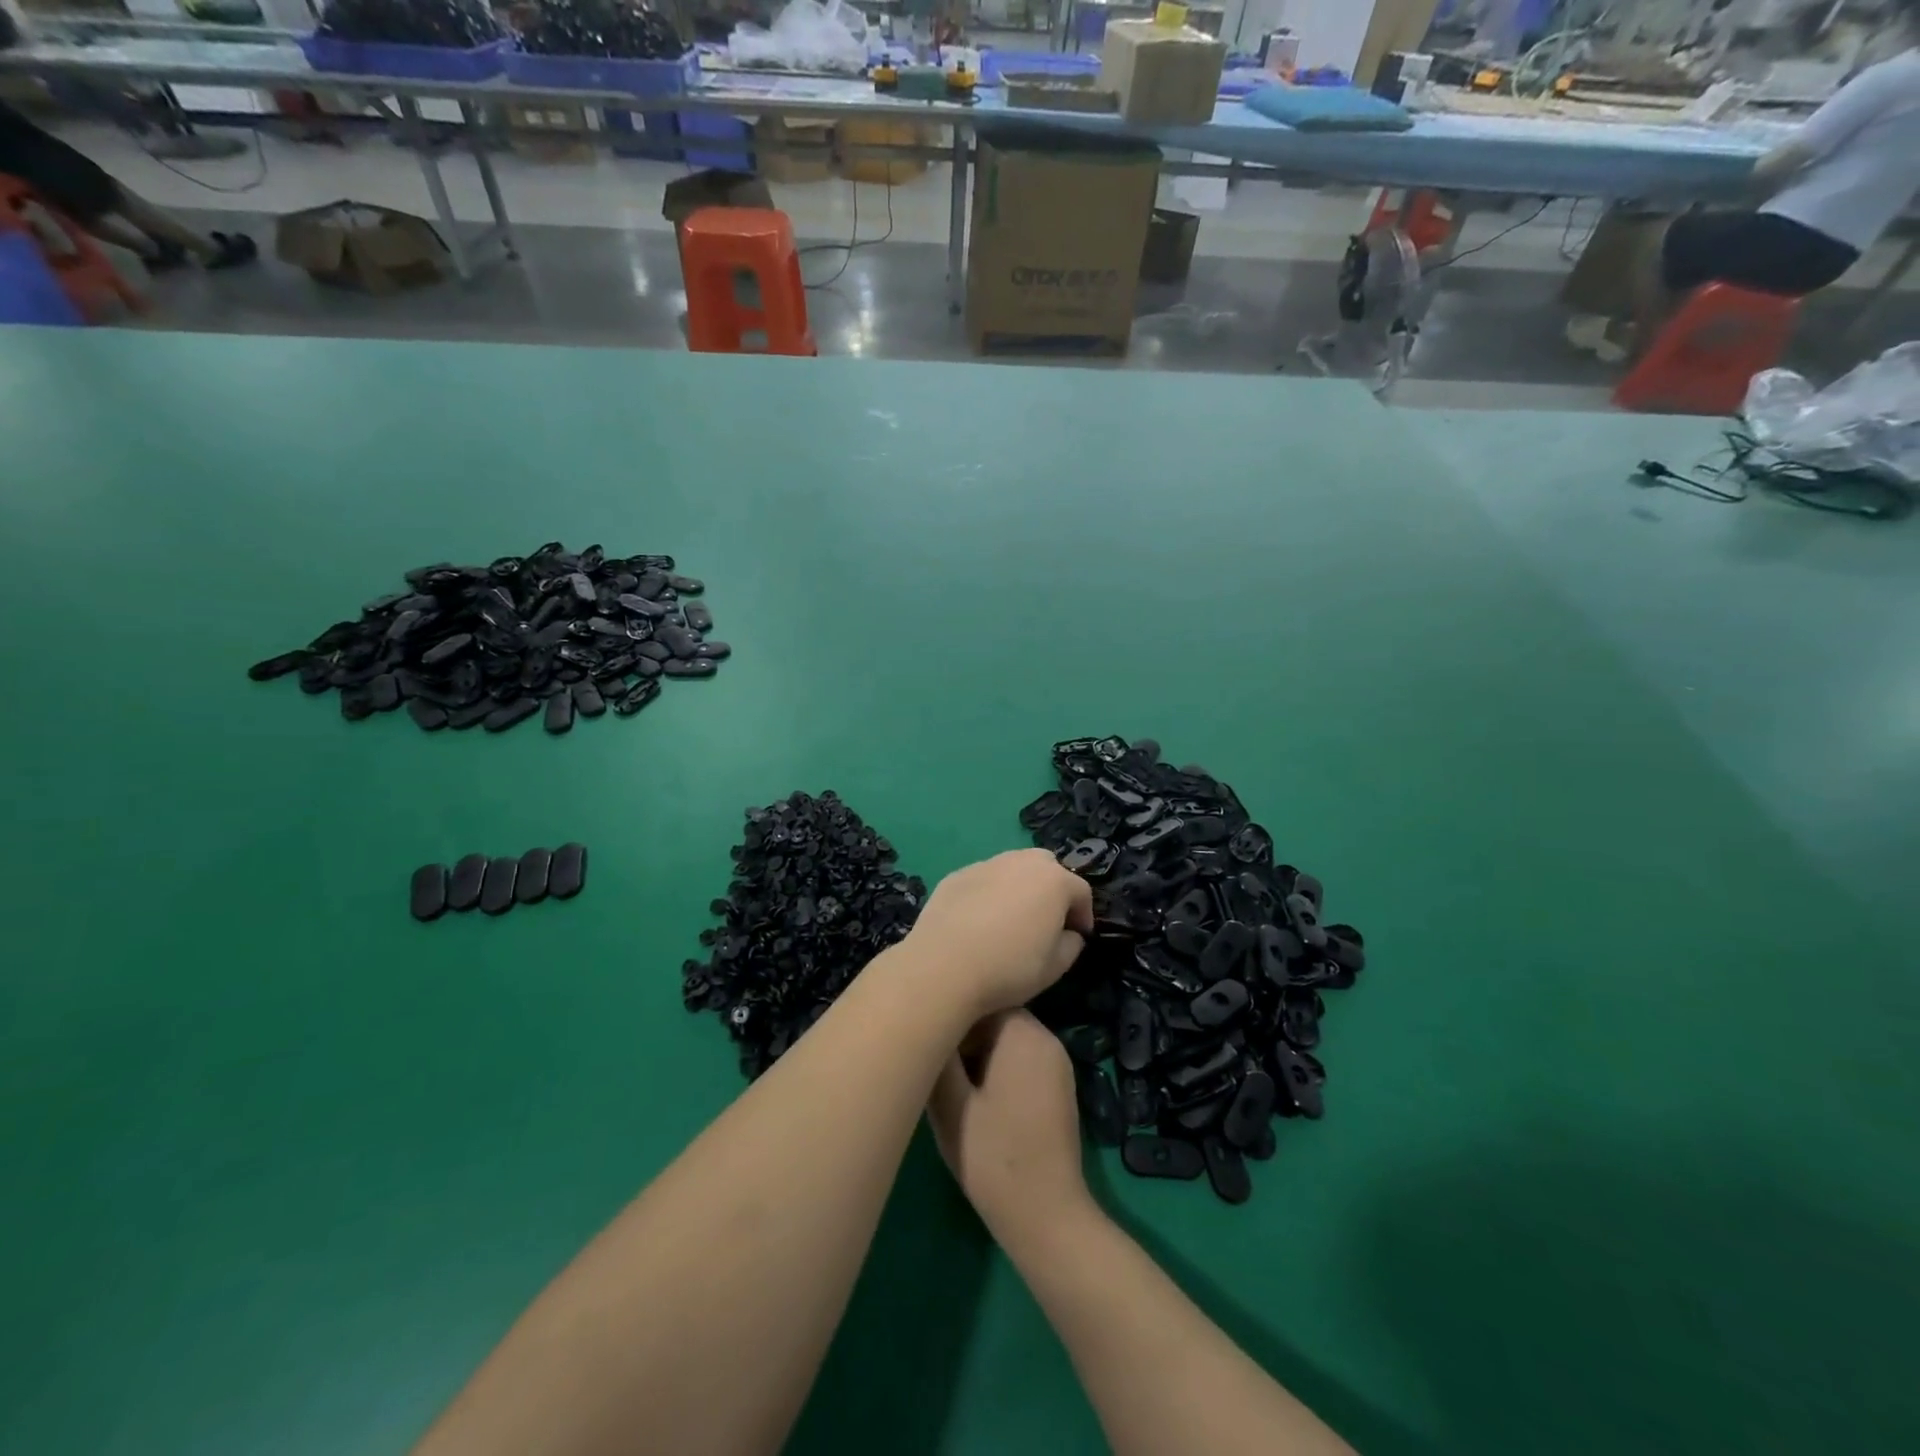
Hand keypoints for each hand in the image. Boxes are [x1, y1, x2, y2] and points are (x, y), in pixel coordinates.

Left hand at [897, 849, 1093, 1017]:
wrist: (943, 966)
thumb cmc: (1009, 968)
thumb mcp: (1055, 967)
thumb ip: (1072, 945)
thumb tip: (1069, 933)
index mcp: (1054, 881)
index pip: (1081, 891)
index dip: (1084, 914)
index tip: (1078, 936)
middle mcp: (1022, 862)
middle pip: (1047, 867)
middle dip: (1053, 889)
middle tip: (1046, 920)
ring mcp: (986, 864)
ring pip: (1013, 868)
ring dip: (1020, 887)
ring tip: (1011, 918)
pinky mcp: (957, 874)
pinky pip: (984, 879)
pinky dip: (989, 893)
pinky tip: (979, 920)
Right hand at [928, 1011, 1092, 1247]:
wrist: (1047, 1217)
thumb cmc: (994, 1157)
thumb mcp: (950, 1105)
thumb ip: (937, 1056)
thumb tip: (923, 1020)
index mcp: (1023, 1031)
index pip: (979, 997)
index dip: (948, 1017)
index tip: (926, 1040)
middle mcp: (1046, 1037)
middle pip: (993, 1018)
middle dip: (962, 1038)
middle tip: (934, 1067)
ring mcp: (1056, 1062)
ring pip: (1005, 1040)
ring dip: (977, 1056)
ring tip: (951, 1086)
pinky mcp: (1058, 1087)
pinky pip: (1020, 1060)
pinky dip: (997, 1070)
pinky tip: (977, 1101)